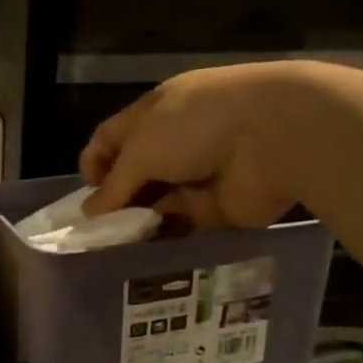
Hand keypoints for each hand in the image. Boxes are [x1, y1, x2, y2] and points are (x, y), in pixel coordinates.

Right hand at [80, 63, 304, 230]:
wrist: (276, 136)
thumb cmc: (197, 126)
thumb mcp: (141, 149)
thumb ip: (114, 184)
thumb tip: (91, 211)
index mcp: (155, 113)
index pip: (112, 137)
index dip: (94, 162)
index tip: (87, 191)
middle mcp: (174, 141)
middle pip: (134, 173)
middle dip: (115, 198)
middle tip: (98, 229)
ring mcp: (198, 173)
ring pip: (157, 200)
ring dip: (139, 219)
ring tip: (118, 244)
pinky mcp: (219, 204)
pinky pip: (184, 223)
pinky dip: (167, 234)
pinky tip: (147, 250)